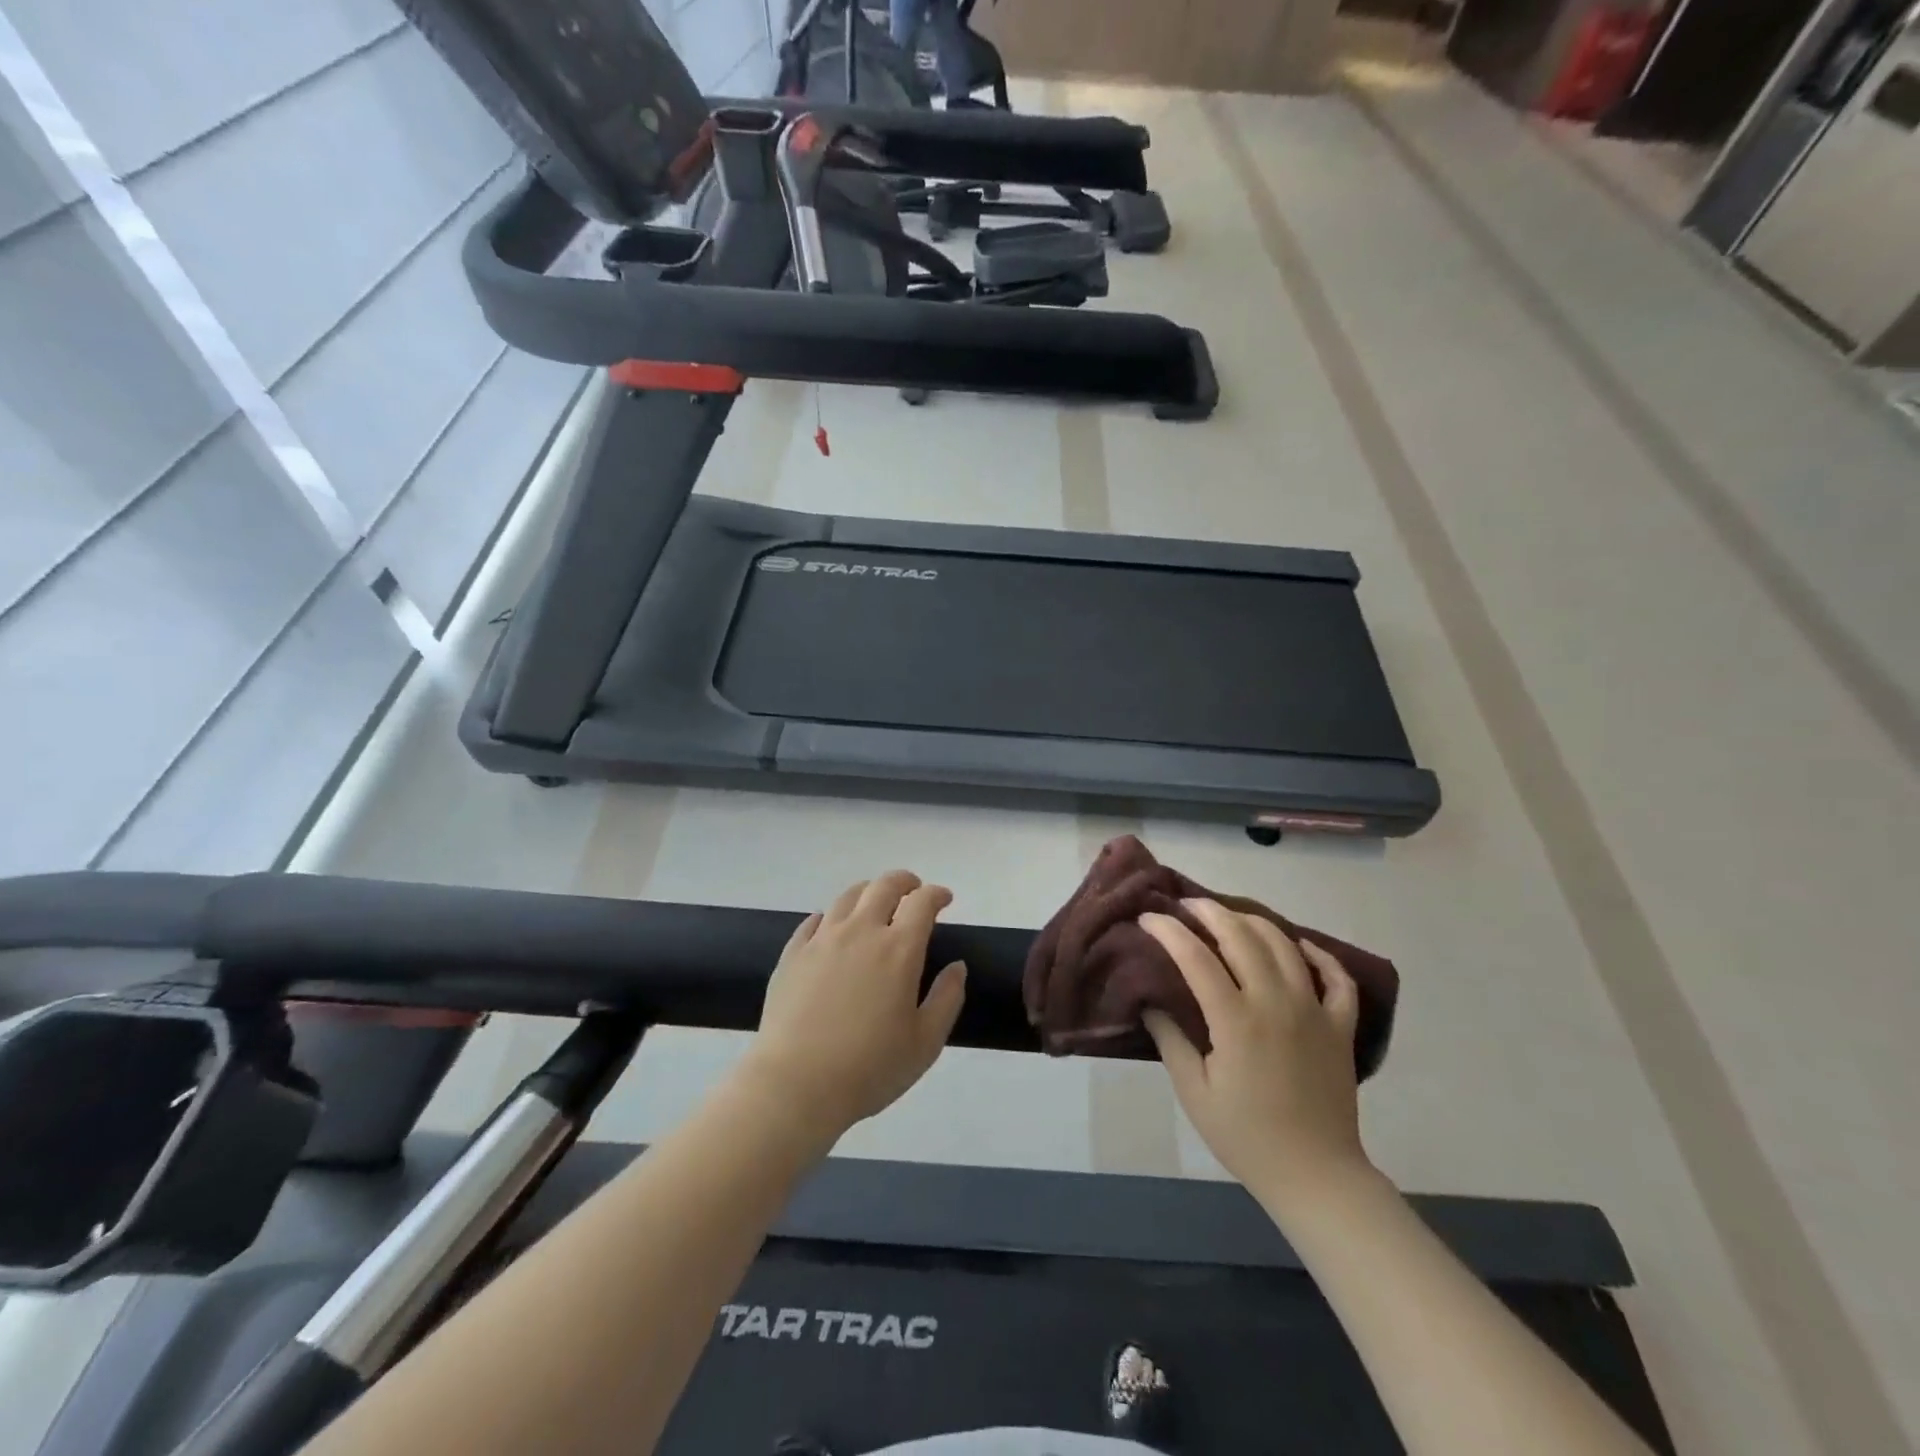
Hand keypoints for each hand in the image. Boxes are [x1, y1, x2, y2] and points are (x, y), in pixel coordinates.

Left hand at [739, 871, 966, 1142]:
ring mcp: (822, 939)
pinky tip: (832, 928)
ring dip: (869, 892)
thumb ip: (947, 999)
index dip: (937, 894)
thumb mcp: (925, 1043)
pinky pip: (813, 920)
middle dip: (904, 882)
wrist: (794, 1084)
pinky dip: (831, 916)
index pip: (922, 902)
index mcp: (898, 950)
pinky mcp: (792, 954)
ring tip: (875, 903)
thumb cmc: (869, 1068)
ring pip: (848, 896)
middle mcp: (861, 931)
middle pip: (884, 886)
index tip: (944, 899)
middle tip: (913, 892)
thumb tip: (957, 967)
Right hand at [1141, 900, 1373, 1217]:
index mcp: (1237, 1021)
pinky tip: (1300, 947)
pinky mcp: (1340, 1026)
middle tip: (1187, 906)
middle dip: (1210, 912)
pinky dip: (1319, 955)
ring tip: (1231, 917)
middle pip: (1242, 937)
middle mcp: (1277, 1003)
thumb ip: (1171, 1040)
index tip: (1148, 918)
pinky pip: (1337, 978)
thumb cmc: (1246, 1137)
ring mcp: (1314, 1011)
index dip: (1169, 931)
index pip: (1196, 958)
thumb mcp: (1194, 1092)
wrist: (1316, 1176)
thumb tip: (1151, 1000)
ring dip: (1254, 923)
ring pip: (1285, 946)